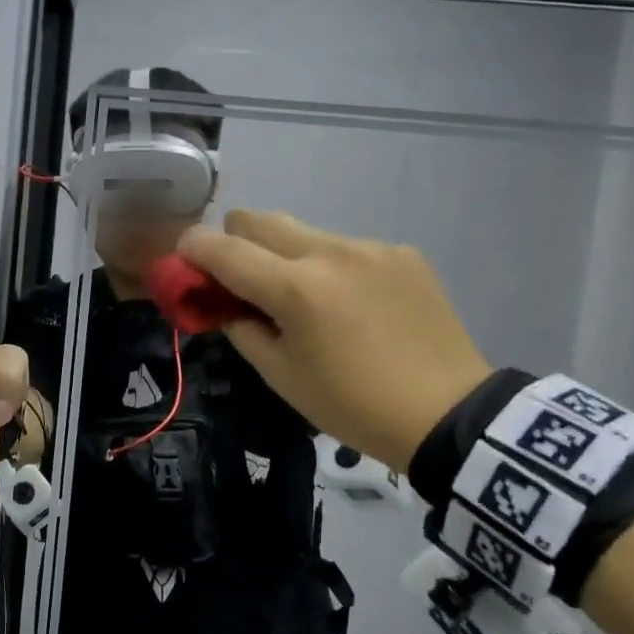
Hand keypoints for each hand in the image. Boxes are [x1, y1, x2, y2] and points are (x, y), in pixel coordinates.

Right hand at [180, 210, 492, 472]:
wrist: (451, 415)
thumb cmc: (352, 404)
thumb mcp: (281, 376)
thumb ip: (241, 328)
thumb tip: (223, 303)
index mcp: (295, 288)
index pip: (223, 248)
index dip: (191, 249)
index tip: (183, 260)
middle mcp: (330, 252)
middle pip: (258, 218)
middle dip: (235, 241)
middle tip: (240, 280)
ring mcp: (370, 247)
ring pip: (303, 231)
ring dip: (285, 256)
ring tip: (306, 300)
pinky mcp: (401, 253)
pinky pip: (345, 247)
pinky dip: (331, 267)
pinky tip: (354, 306)